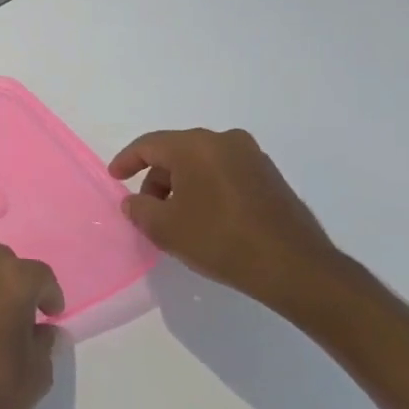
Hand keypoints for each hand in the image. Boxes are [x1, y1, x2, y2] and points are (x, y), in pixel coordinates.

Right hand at [109, 128, 343, 307]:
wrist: (293, 266)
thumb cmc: (220, 239)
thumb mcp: (164, 227)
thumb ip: (139, 208)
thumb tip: (135, 201)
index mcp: (195, 146)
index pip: (148, 145)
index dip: (126, 161)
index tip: (114, 178)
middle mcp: (224, 141)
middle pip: (176, 152)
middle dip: (156, 178)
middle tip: (147, 208)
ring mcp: (252, 157)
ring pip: (201, 163)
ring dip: (182, 185)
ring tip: (176, 217)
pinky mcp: (270, 177)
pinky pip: (224, 174)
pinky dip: (207, 189)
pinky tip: (205, 217)